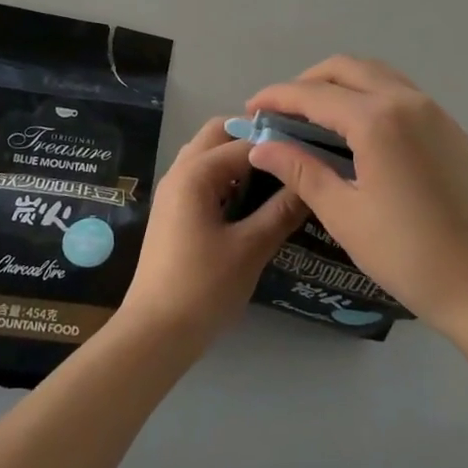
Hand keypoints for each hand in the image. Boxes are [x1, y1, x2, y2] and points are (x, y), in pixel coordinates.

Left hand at [119, 117, 308, 346]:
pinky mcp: (174, 211)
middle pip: (218, 134)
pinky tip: (254, 200)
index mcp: (196, 173)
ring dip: (239, 157)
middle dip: (253, 138)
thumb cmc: (203, 287)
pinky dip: (228, 177)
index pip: (245, 141)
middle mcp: (180, 171)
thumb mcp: (251, 248)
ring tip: (277, 176)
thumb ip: (282, 210)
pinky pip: (203, 177)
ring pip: (209, 154)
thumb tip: (312, 182)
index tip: (312, 151)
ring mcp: (174, 191)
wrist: (155, 333)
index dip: (279, 143)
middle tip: (291, 157)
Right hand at [244, 57, 467, 339]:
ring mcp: (434, 111)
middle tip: (282, 111)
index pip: (314, 94)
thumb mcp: (343, 214)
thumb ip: (300, 170)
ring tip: (316, 115)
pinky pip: (401, 92)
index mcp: (377, 120)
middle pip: (346, 69)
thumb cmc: (406, 254)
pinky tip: (358, 129)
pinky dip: (370, 95)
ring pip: (377, 74)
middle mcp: (406, 100)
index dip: (277, 97)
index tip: (251, 109)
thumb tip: (261, 147)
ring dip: (341, 84)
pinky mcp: (449, 128)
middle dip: (307, 82)